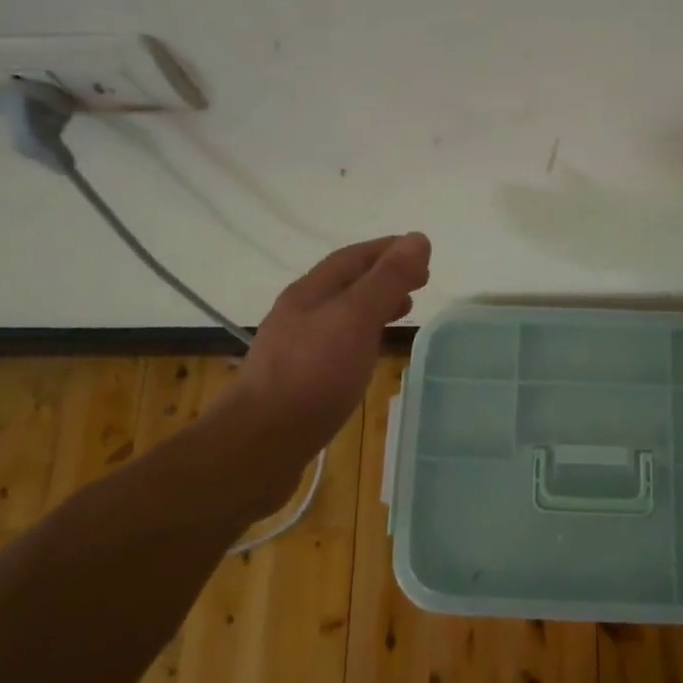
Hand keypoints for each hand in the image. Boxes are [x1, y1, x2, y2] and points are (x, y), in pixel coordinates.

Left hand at [216, 233, 431, 505]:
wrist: (260, 443)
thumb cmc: (313, 375)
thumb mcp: (356, 318)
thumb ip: (387, 280)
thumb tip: (418, 239)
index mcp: (311, 292)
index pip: (354, 257)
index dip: (388, 250)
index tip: (422, 252)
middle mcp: (299, 313)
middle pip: (346, 283)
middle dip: (383, 276)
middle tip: (421, 281)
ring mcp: (295, 348)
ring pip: (342, 314)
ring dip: (374, 305)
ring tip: (404, 311)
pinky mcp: (298, 380)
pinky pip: (337, 343)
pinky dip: (363, 335)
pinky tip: (369, 353)